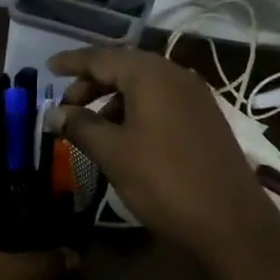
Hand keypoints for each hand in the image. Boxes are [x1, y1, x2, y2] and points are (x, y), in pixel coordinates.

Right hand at [48, 47, 279, 265]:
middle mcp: (175, 75)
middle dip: (91, 83)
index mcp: (151, 75)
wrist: (232, 222)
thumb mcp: (113, 153)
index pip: (101, 57)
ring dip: (113, 98)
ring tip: (92, 125)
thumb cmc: (164, 181)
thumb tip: (52, 113)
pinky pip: (161, 100)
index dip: (72, 62)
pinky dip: (135, 109)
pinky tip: (124, 136)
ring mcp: (195, 96)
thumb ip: (80, 126)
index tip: (48, 68)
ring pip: (143, 85)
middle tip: (66, 107)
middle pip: (123, 67)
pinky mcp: (205, 118)